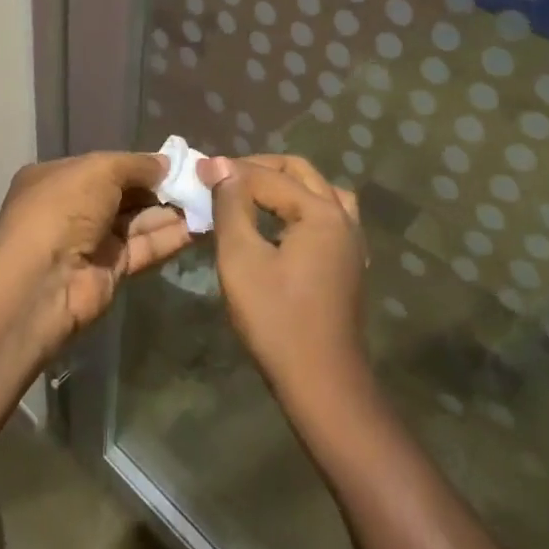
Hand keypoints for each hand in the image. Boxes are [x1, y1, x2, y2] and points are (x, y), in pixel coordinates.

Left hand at [0, 152, 192, 338]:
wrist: (42, 282)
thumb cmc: (63, 210)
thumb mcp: (99, 169)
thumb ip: (137, 164)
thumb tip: (166, 164)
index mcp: (59, 178)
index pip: (106, 166)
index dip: (141, 164)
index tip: (179, 162)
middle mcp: (74, 208)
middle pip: (126, 194)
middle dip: (162, 187)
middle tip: (202, 181)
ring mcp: (92, 241)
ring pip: (139, 221)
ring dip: (173, 212)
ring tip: (211, 200)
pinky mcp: (111, 270)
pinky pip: (145, 247)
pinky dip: (172, 237)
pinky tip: (202, 226)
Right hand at [201, 155, 367, 401]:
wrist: (322, 383)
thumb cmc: (276, 319)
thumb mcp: (241, 259)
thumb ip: (231, 206)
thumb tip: (220, 165)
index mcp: (320, 211)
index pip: (268, 177)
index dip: (230, 171)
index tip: (197, 169)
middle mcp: (343, 217)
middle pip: (300, 173)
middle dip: (259, 169)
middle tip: (222, 178)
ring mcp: (351, 241)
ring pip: (318, 192)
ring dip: (284, 185)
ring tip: (250, 194)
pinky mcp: (348, 262)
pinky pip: (327, 215)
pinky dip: (300, 207)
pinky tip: (280, 224)